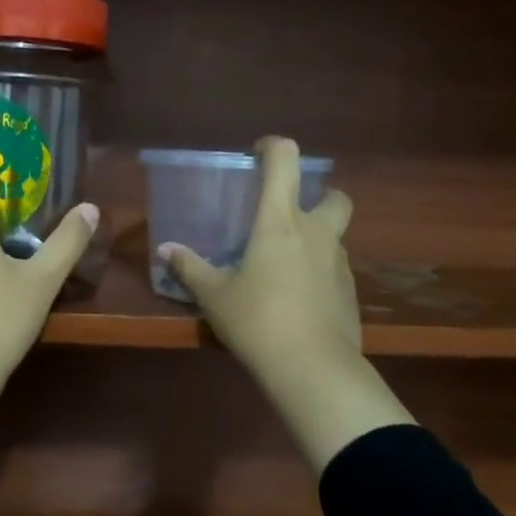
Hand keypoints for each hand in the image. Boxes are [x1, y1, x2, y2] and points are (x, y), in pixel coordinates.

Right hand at [161, 136, 412, 470]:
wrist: (312, 368)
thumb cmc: (257, 320)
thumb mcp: (214, 296)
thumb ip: (190, 269)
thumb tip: (165, 250)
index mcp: (280, 222)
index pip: (286, 160)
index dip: (273, 147)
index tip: (257, 155)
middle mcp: (316, 233)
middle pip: (335, 196)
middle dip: (319, 196)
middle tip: (290, 216)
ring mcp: (339, 263)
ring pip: (335, 236)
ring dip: (317, 239)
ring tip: (285, 266)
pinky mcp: (351, 293)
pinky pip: (335, 270)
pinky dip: (320, 273)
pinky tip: (298, 299)